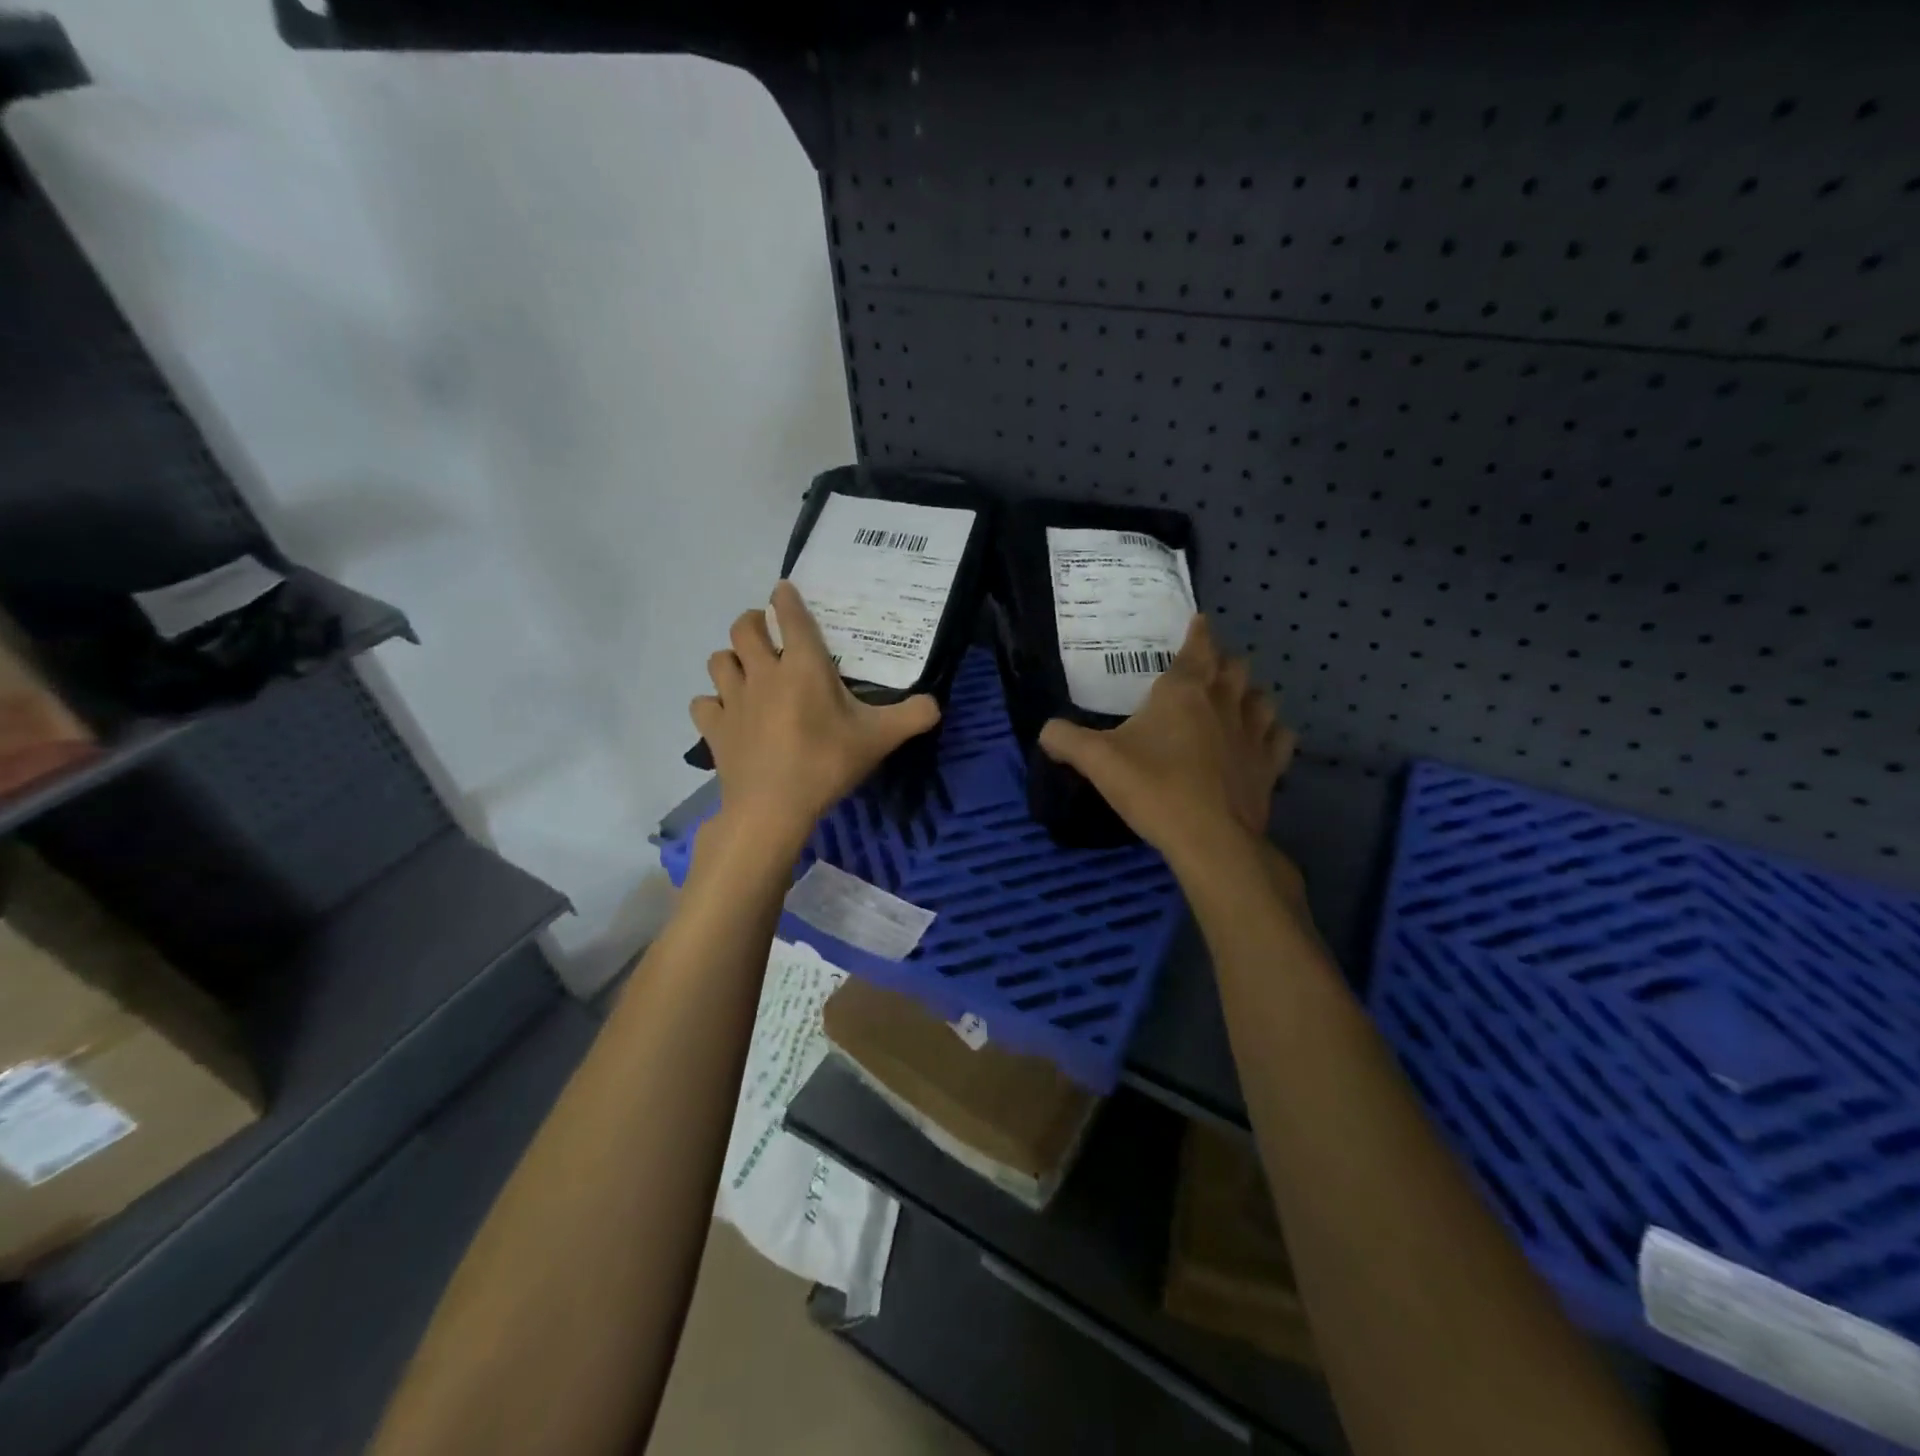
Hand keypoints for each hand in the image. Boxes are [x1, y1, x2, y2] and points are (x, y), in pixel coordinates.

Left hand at [691, 581, 940, 850]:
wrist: (773, 808)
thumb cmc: (826, 764)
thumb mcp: (879, 739)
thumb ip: (912, 716)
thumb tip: (936, 703)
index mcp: (803, 667)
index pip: (788, 616)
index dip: (785, 598)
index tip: (783, 591)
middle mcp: (763, 673)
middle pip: (742, 628)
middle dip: (752, 621)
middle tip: (764, 630)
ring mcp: (733, 700)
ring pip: (718, 660)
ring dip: (731, 659)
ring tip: (745, 669)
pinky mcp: (714, 729)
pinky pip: (704, 703)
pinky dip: (713, 703)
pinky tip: (726, 713)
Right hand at [1038, 614, 1294, 866]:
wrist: (1209, 838)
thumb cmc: (1152, 787)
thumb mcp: (1096, 760)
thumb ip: (1065, 739)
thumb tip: (1046, 731)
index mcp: (1183, 691)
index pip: (1197, 647)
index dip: (1198, 632)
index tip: (1200, 621)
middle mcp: (1224, 702)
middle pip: (1235, 667)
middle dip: (1223, 662)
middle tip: (1209, 668)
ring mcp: (1254, 733)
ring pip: (1262, 697)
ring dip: (1250, 693)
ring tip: (1237, 700)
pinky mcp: (1270, 765)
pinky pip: (1280, 737)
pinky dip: (1273, 732)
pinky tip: (1262, 740)